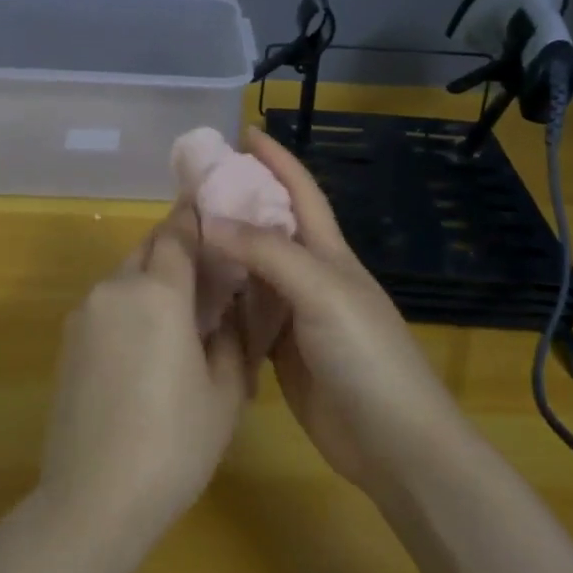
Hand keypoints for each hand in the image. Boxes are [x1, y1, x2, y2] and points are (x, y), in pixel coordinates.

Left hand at [38, 205, 257, 548]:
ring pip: (125, 277)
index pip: (177, 232)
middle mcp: (114, 289)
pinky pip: (106, 306)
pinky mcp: (67, 343)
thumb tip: (225, 310)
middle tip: (207, 270)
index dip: (195, 216)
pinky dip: (130, 307)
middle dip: (176, 248)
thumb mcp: (224, 391)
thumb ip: (229, 337)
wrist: (93, 499)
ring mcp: (84, 315)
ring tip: (180, 316)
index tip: (214, 207)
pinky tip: (147, 347)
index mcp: (157, 292)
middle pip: (147, 248)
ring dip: (152, 280)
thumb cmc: (174, 443)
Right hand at [199, 128, 469, 496]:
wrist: (392, 441)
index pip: (301, 192)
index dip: (276, 160)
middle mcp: (311, 276)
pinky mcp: (281, 351)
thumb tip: (210, 220)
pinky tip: (191, 292)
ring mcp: (295, 315)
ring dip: (224, 249)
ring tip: (180, 232)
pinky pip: (245, 314)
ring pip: (253, 270)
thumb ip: (269, 254)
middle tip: (189, 185)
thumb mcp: (322, 292)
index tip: (244, 132)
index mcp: (329, 253)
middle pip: (271, 227)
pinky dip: (221, 298)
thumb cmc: (366, 355)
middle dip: (238, 200)